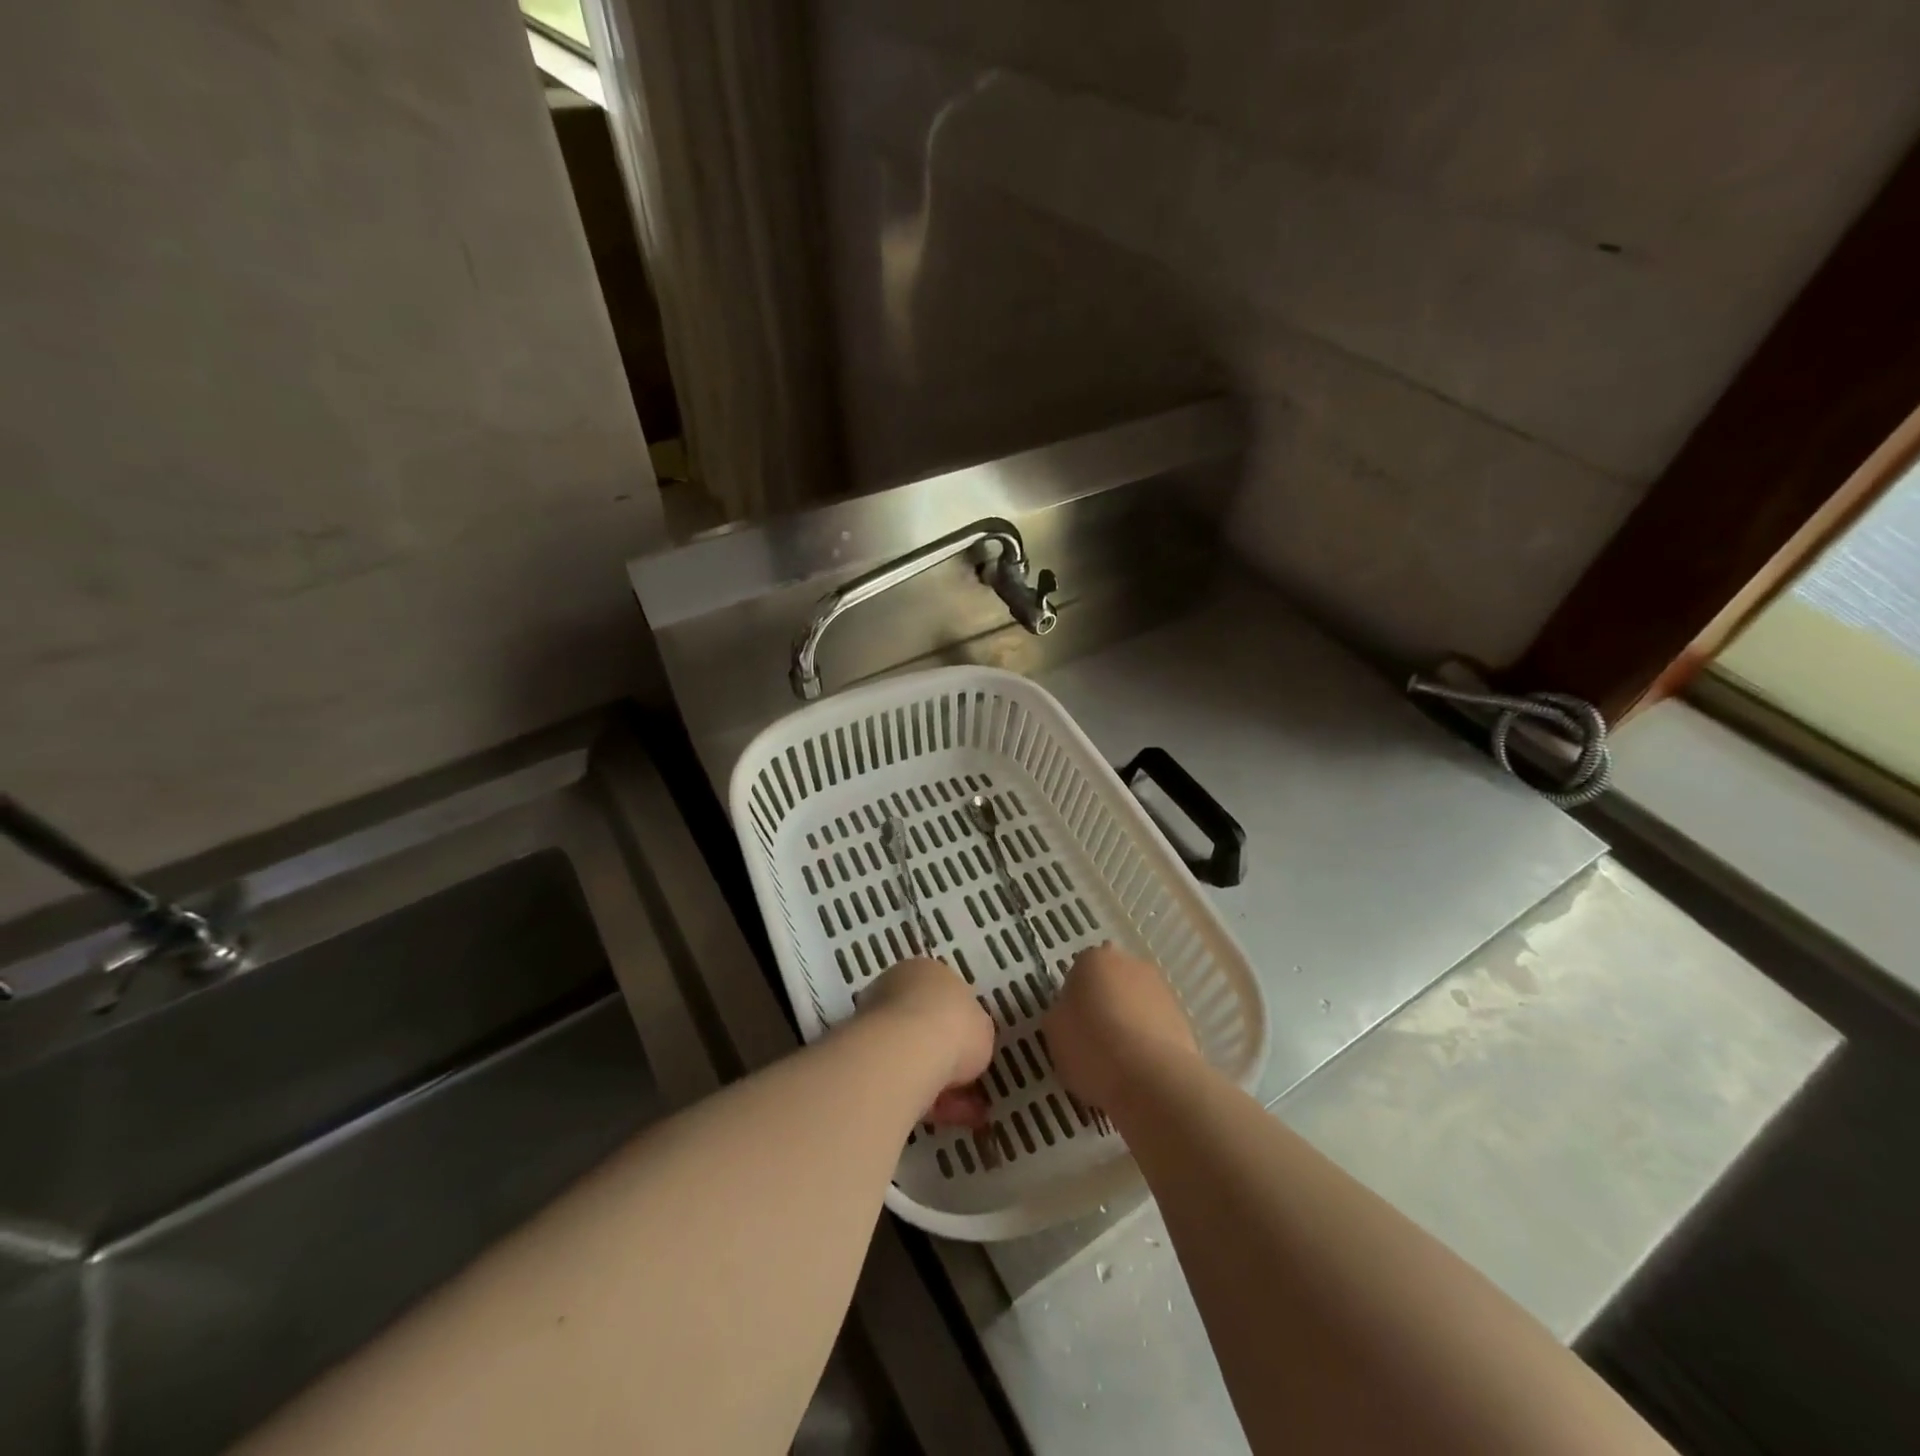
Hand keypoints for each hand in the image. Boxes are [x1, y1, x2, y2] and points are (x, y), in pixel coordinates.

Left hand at [858, 957, 995, 1127]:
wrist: (905, 1053)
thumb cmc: (952, 1026)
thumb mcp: (983, 1027)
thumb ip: (975, 1033)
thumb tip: (967, 1046)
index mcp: (923, 971)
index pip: (942, 994)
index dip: (961, 1024)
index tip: (974, 1049)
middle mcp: (894, 991)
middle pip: (924, 1026)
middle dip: (947, 1057)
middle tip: (971, 1085)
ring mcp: (874, 1026)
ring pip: (912, 1058)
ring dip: (940, 1083)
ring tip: (968, 1114)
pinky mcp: (863, 1063)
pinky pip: (901, 1081)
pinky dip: (926, 1100)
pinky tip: (948, 1120)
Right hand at [1043, 942, 1198, 1111]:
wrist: (1152, 1079)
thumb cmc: (1092, 1047)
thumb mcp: (1054, 1031)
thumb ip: (1060, 1013)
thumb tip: (1070, 1013)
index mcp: (1094, 959)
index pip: (1079, 971)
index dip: (1074, 999)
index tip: (1072, 1025)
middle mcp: (1131, 964)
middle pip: (1111, 981)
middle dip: (1105, 1003)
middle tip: (1094, 1039)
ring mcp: (1161, 989)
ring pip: (1136, 1002)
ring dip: (1129, 1021)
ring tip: (1119, 1061)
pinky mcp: (1183, 1018)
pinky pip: (1156, 1026)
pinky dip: (1148, 1040)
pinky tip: (1140, 1069)